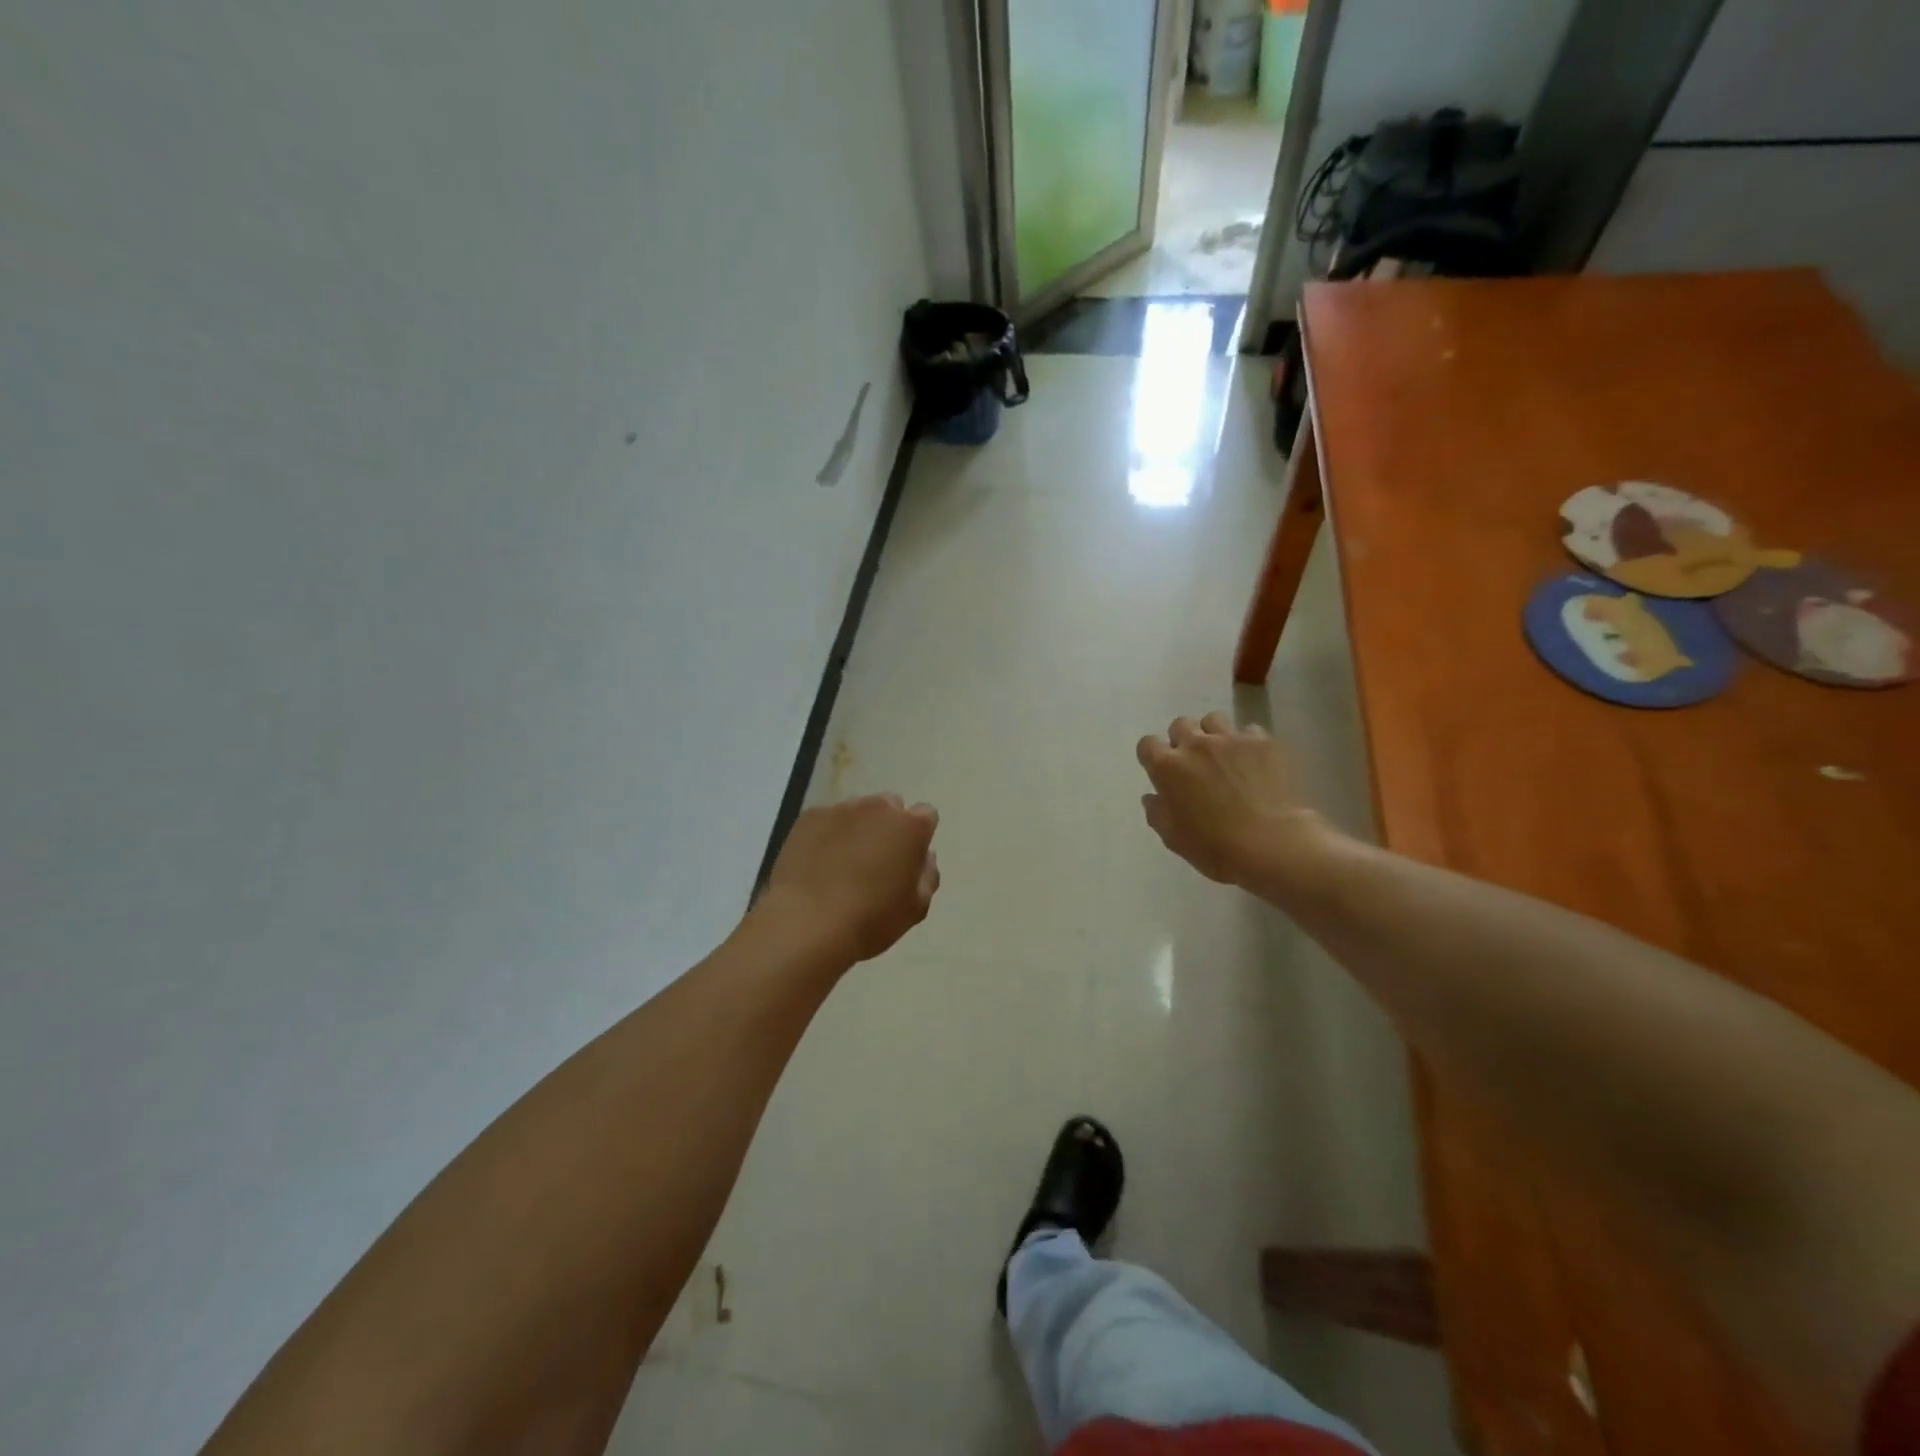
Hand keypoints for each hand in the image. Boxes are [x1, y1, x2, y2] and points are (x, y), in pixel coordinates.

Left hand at [760, 794, 940, 964]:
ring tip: (843, 863)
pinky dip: (827, 834)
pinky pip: (827, 819)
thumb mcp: (915, 908)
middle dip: (888, 826)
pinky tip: (818, 863)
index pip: (926, 815)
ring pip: (857, 811)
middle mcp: (878, 808)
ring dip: (857, 828)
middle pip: (890, 806)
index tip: (908, 859)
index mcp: (911, 827)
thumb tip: (924, 856)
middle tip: (876, 861)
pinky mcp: (809, 817)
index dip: (918, 836)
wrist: (807, 923)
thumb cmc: (871, 919)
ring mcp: (841, 809)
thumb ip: (927, 875)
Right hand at [1136, 712, 1329, 888]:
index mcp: (1167, 767)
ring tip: (1224, 755)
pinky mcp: (1264, 742)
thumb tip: (1153, 797)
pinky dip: (1248, 743)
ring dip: (1213, 734)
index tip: (1161, 770)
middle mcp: (1195, 744)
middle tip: (1194, 763)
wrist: (1272, 845)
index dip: (1152, 755)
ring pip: (1214, 720)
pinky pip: (1250, 730)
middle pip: (1181, 724)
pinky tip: (1255, 761)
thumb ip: (1157, 812)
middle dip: (1183, 739)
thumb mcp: (1173, 838)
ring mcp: (1231, 739)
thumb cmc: (1215, 847)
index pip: (1147, 744)